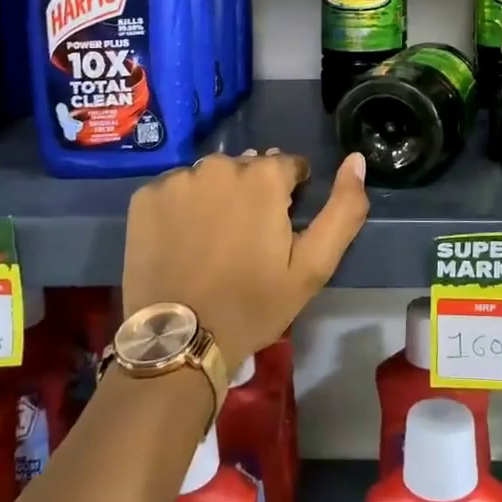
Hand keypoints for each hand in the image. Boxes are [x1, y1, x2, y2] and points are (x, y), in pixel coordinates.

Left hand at [122, 148, 369, 363]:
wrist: (180, 341)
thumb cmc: (253, 304)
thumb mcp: (313, 266)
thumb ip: (344, 208)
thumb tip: (357, 159)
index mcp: (263, 175)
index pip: (288, 167)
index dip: (290, 198)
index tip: (279, 233)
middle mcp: (219, 164)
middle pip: (247, 168)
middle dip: (253, 194)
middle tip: (245, 242)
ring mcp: (178, 179)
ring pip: (210, 178)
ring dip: (217, 197)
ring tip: (212, 242)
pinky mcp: (145, 196)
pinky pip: (175, 190)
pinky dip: (182, 207)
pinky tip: (182, 241)